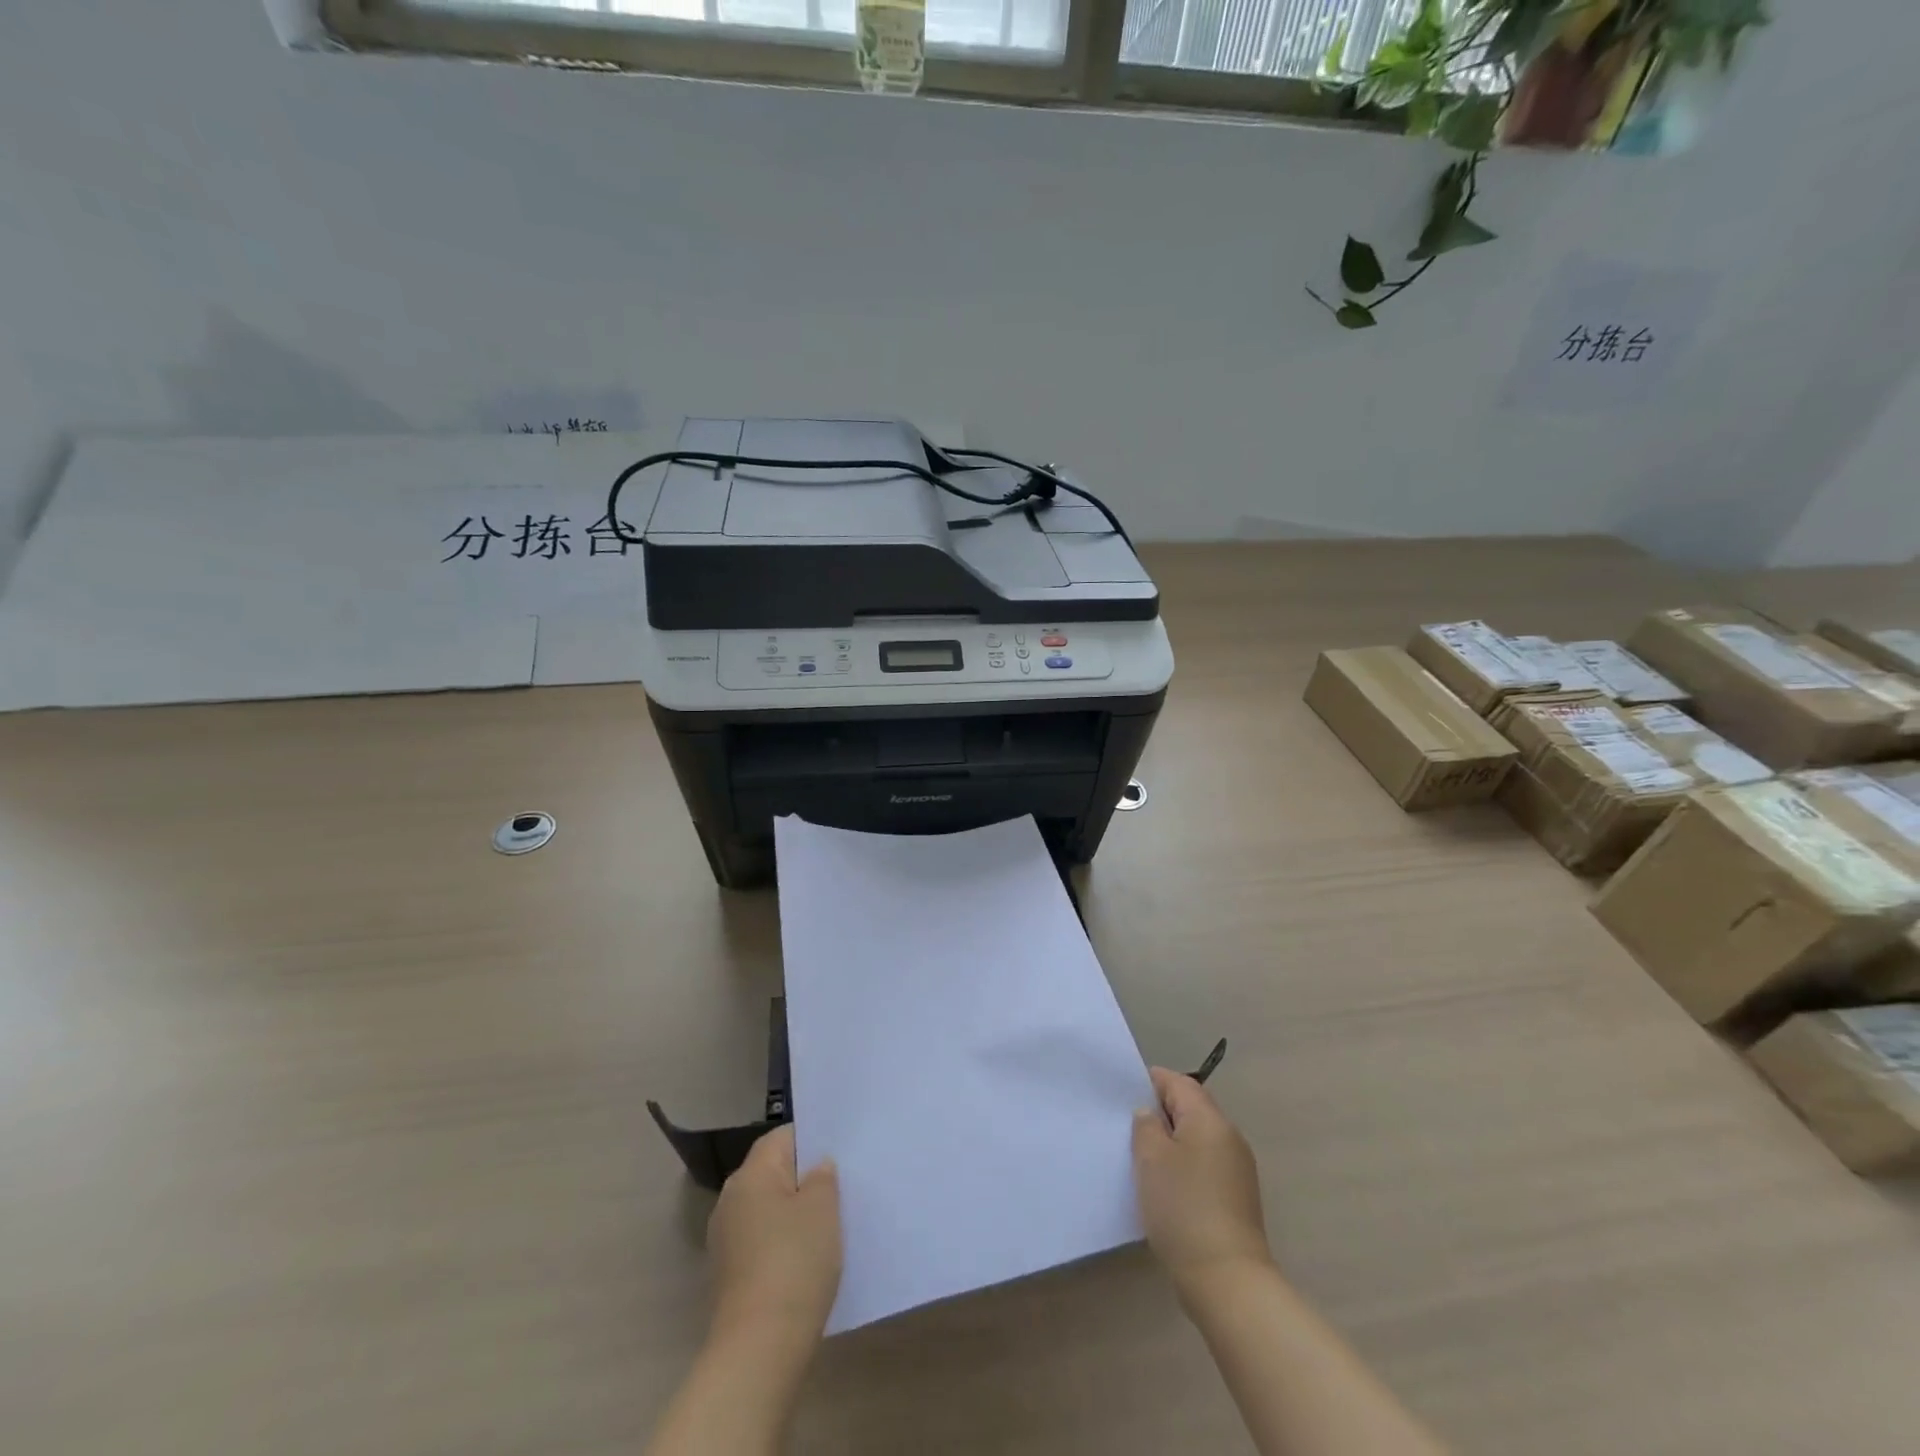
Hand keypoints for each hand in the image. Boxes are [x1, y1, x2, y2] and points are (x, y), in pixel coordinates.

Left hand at [707, 1126, 842, 1354]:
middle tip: (841, 1185)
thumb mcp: (822, 1209)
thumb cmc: (794, 1262)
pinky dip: (784, 1242)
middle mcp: (730, 1200)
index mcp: (750, 1175)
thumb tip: (816, 1168)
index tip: (839, 1152)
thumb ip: (822, 1178)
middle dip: (804, 1178)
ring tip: (830, 1222)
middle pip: (773, 1173)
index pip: (782, 1138)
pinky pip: (763, 1241)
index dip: (812, 1140)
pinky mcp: (730, 1274)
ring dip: (794, 1213)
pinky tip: (808, 1257)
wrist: (760, 1347)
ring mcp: (726, 1240)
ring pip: (768, 1209)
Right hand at [1133, 1067, 1271, 1299]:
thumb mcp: (1151, 1159)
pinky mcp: (1236, 1198)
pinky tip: (1165, 1186)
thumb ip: (1146, 1126)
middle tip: (1128, 1125)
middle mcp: (1229, 1137)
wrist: (1227, 1280)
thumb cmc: (1184, 1208)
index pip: (1179, 1083)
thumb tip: (1151, 1114)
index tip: (1124, 1093)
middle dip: (1161, 1112)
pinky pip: (1205, 1165)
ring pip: (1198, 1138)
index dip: (1152, 1081)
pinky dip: (1184, 1165)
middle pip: (1192, 1108)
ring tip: (1142, 1156)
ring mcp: (1237, 1169)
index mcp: (1210, 1120)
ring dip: (1172, 1141)